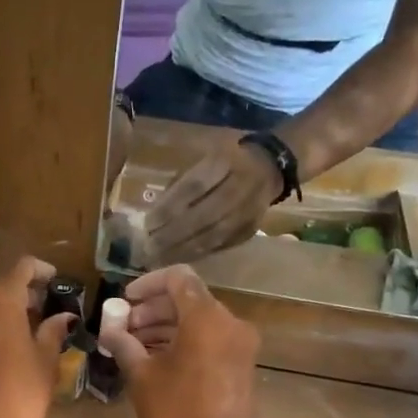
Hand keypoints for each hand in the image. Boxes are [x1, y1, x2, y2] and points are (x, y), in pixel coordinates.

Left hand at [0, 256, 76, 417]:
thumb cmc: (18, 392)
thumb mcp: (45, 362)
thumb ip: (53, 332)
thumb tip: (63, 317)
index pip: (23, 267)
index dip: (42, 271)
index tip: (56, 281)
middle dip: (22, 294)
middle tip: (44, 311)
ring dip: (3, 311)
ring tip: (25, 331)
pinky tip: (3, 347)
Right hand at [98, 266, 262, 417]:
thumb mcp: (142, 379)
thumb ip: (124, 343)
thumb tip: (110, 325)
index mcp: (207, 319)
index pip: (178, 278)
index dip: (146, 284)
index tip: (123, 303)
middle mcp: (230, 324)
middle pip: (188, 299)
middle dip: (152, 309)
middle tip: (122, 328)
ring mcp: (240, 347)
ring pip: (198, 321)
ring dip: (165, 327)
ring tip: (132, 347)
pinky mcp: (241, 367)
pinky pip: (209, 341)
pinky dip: (182, 342)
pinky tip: (155, 361)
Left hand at [143, 138, 282, 264]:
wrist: (269, 167)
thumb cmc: (224, 162)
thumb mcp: (203, 159)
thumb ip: (181, 183)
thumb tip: (154, 214)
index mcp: (224, 162)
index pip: (193, 187)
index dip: (170, 207)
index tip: (148, 223)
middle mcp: (239, 186)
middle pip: (203, 215)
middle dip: (173, 234)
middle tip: (149, 247)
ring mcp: (248, 211)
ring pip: (213, 235)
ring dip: (183, 249)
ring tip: (159, 258)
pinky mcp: (250, 229)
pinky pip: (221, 245)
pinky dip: (198, 253)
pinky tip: (179, 259)